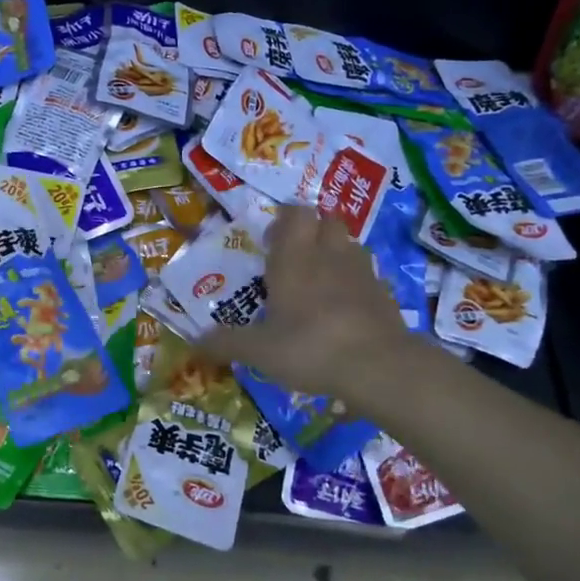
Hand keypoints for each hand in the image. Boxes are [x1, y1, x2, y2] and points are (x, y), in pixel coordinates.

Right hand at [200, 204, 406, 401]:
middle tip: (295, 258)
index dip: (284, 220)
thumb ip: (227, 343)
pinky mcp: (385, 293)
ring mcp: (361, 272)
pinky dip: (356, 282)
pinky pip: (368, 275)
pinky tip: (346, 308)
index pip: (295, 213)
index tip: (271, 241)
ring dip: (336, 252)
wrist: (378, 367)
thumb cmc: (309, 347)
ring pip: (349, 244)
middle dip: (312, 231)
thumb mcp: (259, 351)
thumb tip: (195, 343)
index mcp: (294, 258)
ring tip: (321, 280)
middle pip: (327, 220)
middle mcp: (329, 255)